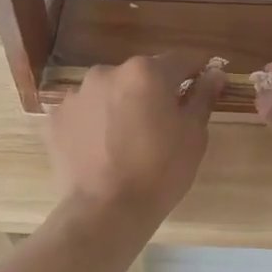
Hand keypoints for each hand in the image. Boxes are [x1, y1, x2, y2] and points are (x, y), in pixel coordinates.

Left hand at [45, 55, 224, 226]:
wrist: (105, 211)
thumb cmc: (160, 171)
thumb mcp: (193, 134)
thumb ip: (203, 96)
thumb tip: (215, 72)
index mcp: (146, 71)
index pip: (180, 60)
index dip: (195, 72)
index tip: (202, 85)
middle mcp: (107, 72)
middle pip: (140, 75)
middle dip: (153, 92)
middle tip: (162, 124)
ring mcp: (77, 94)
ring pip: (110, 92)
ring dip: (121, 106)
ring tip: (127, 140)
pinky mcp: (57, 118)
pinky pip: (85, 113)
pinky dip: (95, 123)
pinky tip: (102, 149)